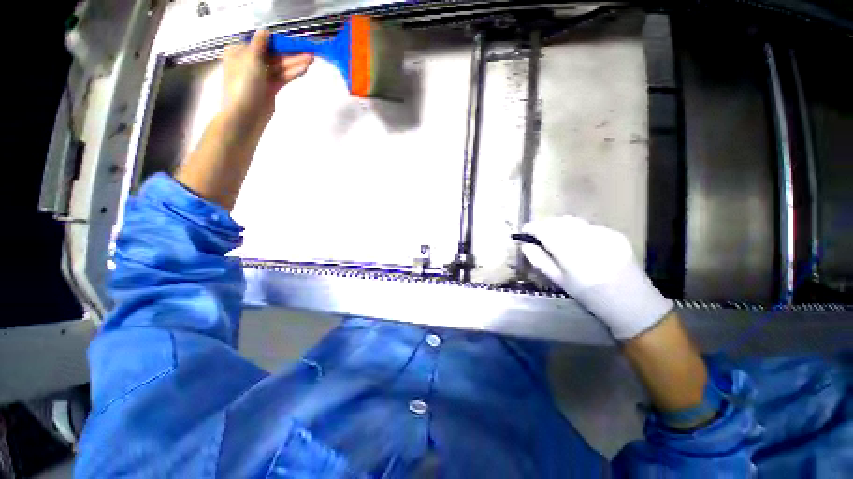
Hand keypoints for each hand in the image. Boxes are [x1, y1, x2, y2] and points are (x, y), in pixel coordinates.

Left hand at [221, 30, 313, 125]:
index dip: (278, 41)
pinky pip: (282, 77)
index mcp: (240, 52)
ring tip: (310, 59)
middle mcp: (250, 62)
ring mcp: (261, 76)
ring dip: (294, 63)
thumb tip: (266, 31)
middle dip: (290, 53)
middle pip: (273, 55)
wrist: (245, 114)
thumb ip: (260, 44)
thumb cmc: (244, 84)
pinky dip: (292, 73)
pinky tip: (303, 69)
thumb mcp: (250, 59)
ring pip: (280, 67)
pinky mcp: (270, 88)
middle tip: (307, 51)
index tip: (292, 41)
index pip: (261, 43)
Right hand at [521, 216, 672, 339]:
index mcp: (571, 255)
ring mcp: (604, 234)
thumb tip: (525, 245)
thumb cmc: (590, 296)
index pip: (545, 231)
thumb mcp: (560, 281)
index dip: (532, 228)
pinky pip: (587, 225)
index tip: (525, 230)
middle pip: (558, 222)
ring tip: (555, 236)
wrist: (631, 302)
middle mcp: (588, 240)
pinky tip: (577, 241)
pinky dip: (576, 229)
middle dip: (545, 225)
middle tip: (538, 234)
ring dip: (559, 225)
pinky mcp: (615, 233)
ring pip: (573, 221)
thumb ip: (540, 261)